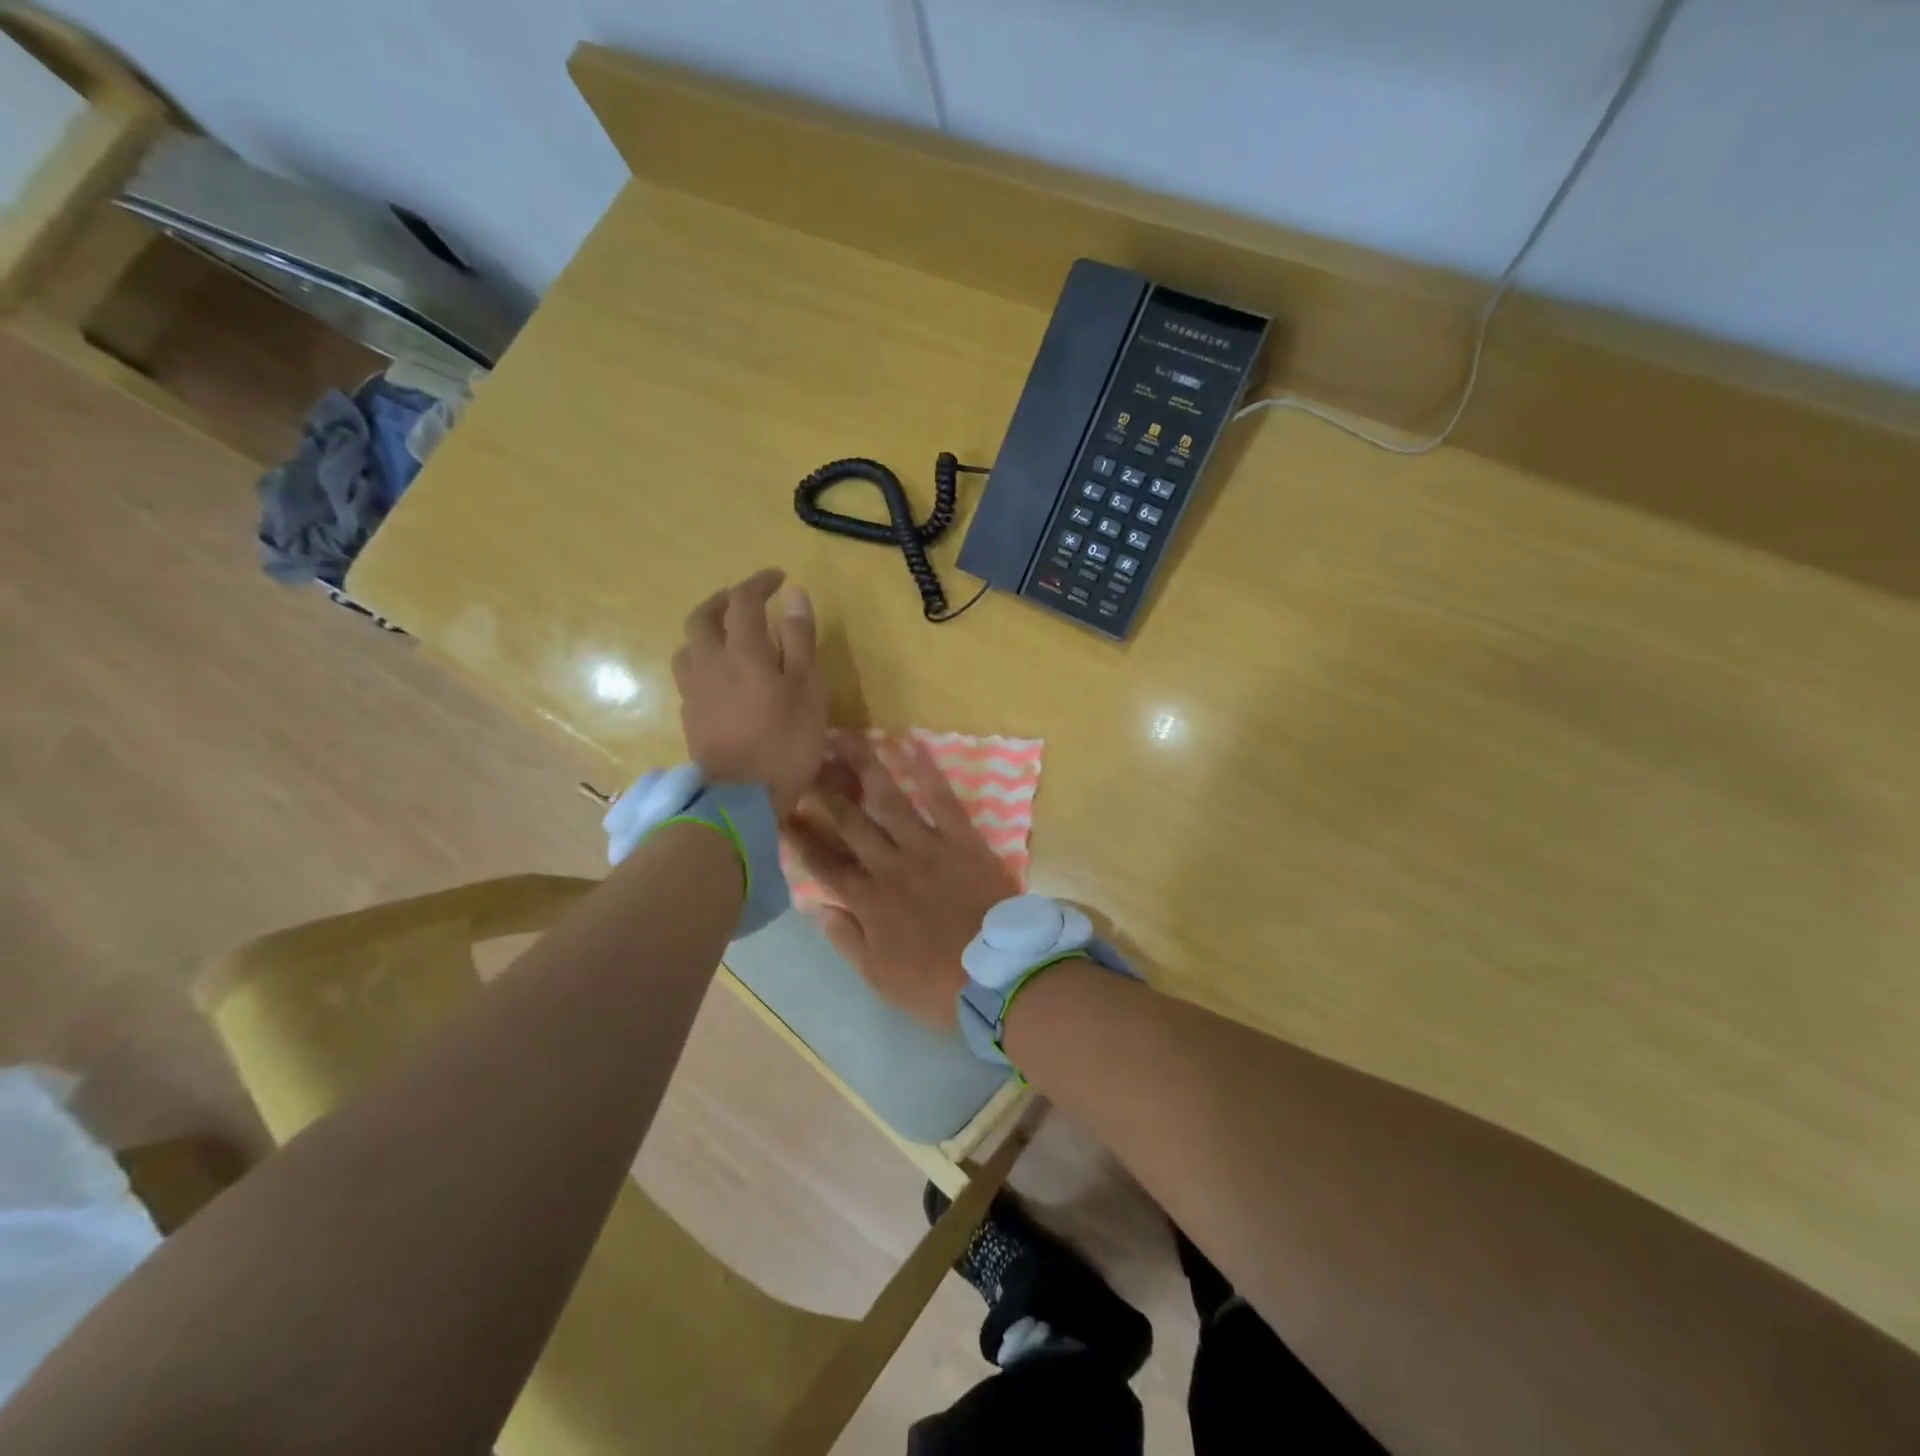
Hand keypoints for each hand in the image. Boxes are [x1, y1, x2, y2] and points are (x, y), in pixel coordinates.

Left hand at [672, 568, 825, 816]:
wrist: (740, 798)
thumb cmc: (785, 741)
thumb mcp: (807, 688)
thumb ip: (799, 639)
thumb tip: (793, 594)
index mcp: (742, 651)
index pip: (744, 600)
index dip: (759, 582)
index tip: (777, 578)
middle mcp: (709, 662)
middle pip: (702, 617)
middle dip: (723, 601)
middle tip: (746, 602)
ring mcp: (694, 691)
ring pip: (689, 646)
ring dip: (707, 631)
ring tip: (729, 638)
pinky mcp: (689, 716)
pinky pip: (690, 675)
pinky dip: (704, 662)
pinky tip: (721, 677)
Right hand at [784, 736, 1020, 1028]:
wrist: (998, 976)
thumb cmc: (937, 985)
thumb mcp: (880, 977)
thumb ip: (847, 939)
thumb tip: (817, 907)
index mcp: (868, 901)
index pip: (824, 864)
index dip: (801, 838)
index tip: (781, 812)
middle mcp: (890, 865)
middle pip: (849, 822)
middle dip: (824, 790)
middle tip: (805, 760)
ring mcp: (926, 847)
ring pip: (889, 800)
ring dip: (866, 767)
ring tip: (847, 739)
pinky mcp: (962, 839)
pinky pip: (942, 798)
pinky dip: (926, 770)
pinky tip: (911, 743)